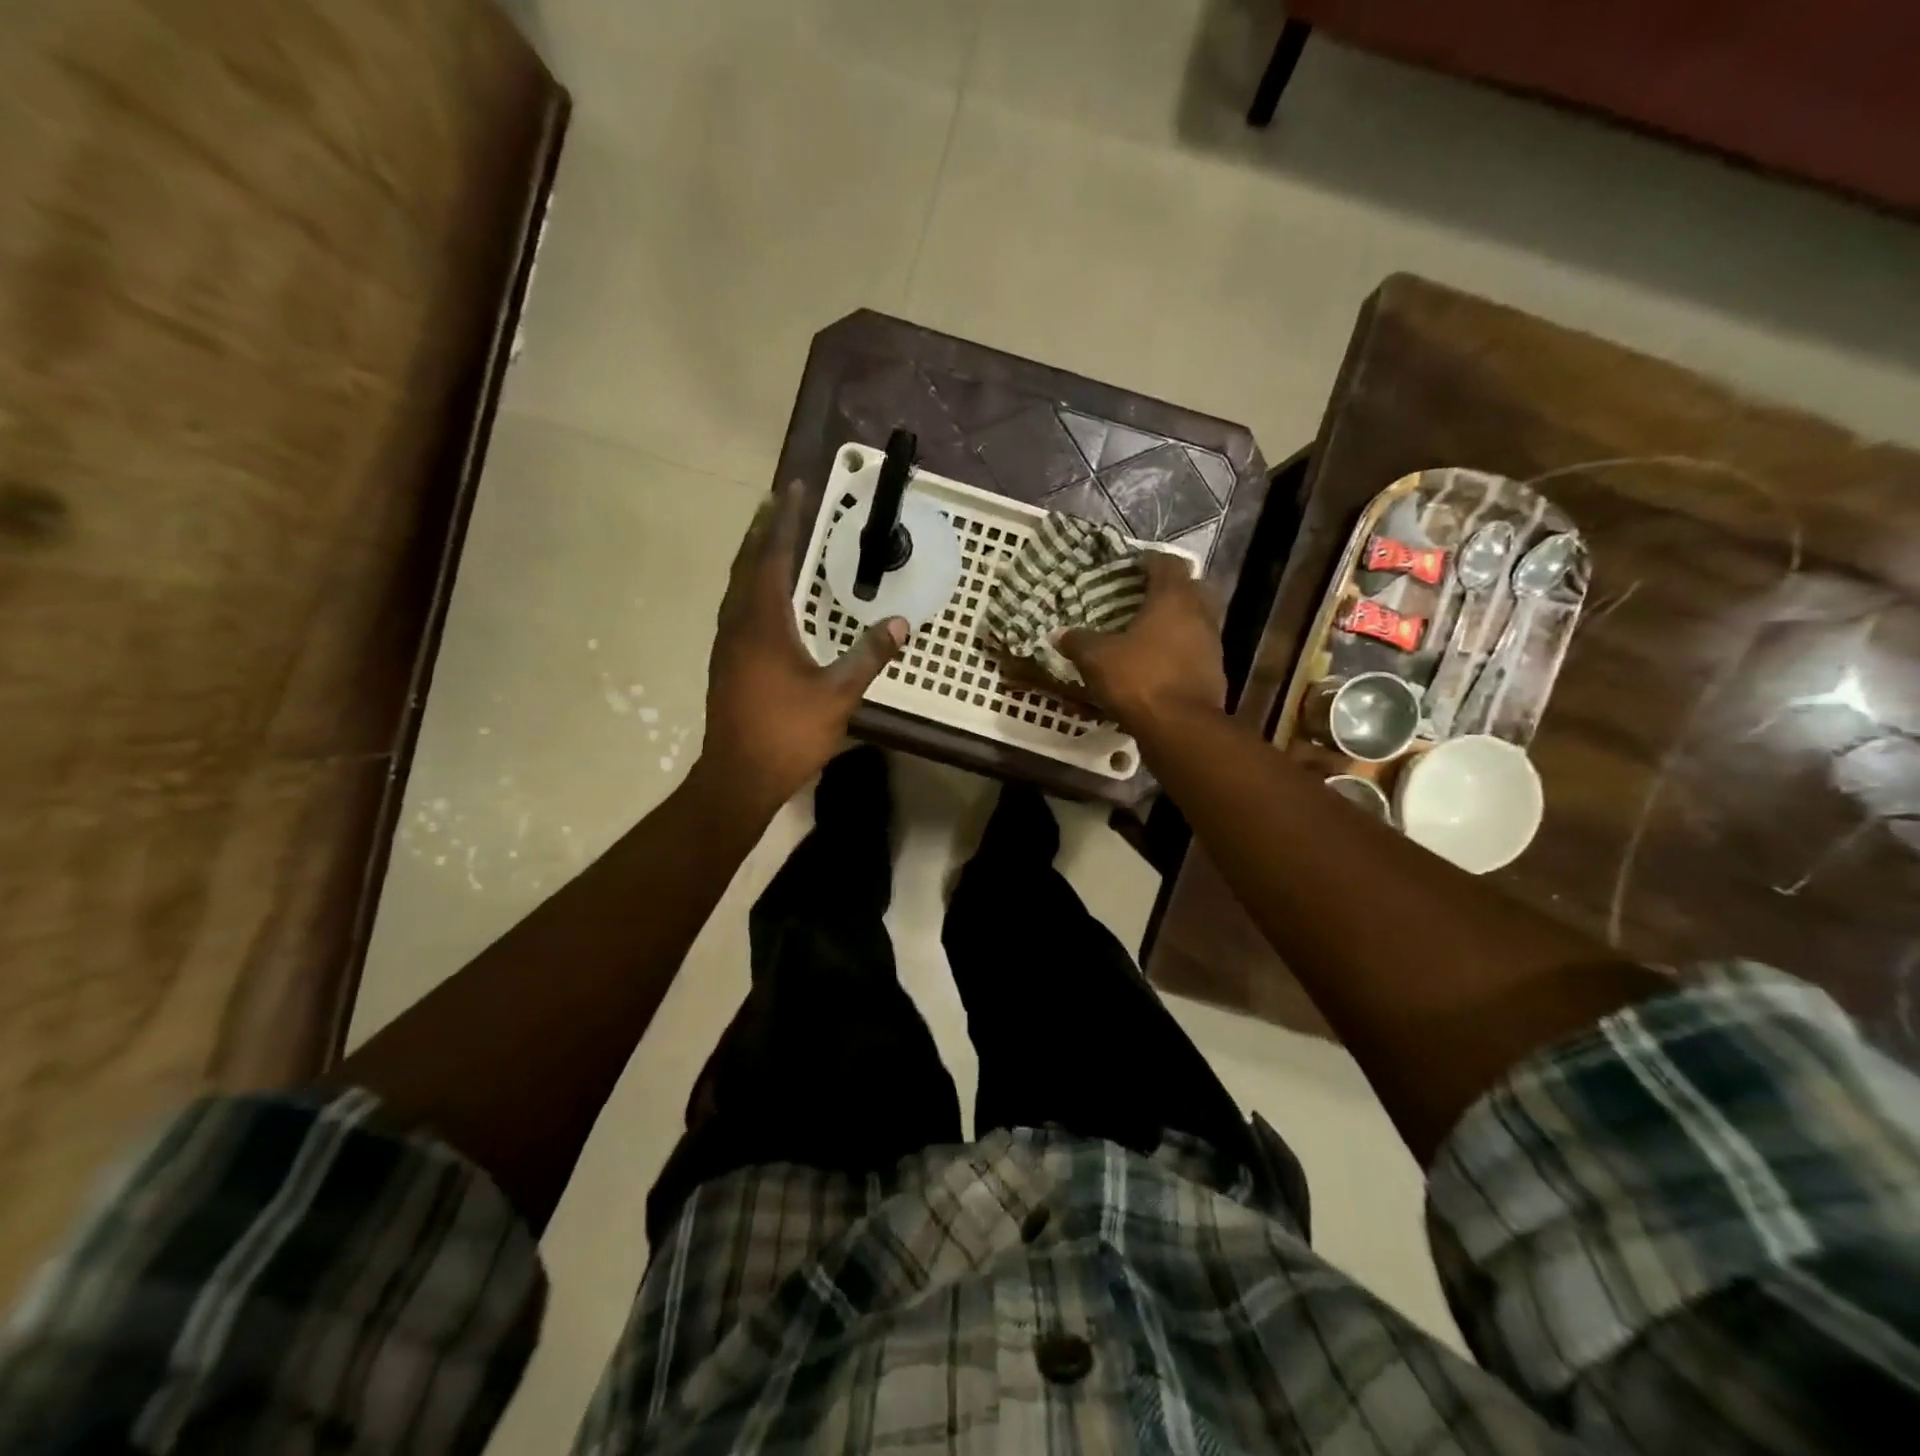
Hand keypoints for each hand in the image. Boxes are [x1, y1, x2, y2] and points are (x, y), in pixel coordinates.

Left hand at [700, 480, 906, 810]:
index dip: (785, 521)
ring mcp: (727, 644)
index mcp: (763, 623)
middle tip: (778, 499)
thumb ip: (869, 656)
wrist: (738, 776)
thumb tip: (900, 623)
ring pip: (737, 585)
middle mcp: (738, 624)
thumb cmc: (788, 733)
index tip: (794, 487)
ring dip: (753, 555)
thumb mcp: (838, 695)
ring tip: (770, 535)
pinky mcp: (725, 662)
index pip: (773, 557)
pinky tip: (765, 596)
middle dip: (763, 528)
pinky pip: (737, 606)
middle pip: (747, 563)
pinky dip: (751, 585)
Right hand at [1056, 553, 1225, 729]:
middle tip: (1141, 597)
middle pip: (1189, 588)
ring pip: (1195, 620)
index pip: (1168, 563)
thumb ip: (1078, 641)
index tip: (1130, 566)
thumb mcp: (1096, 659)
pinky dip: (1179, 649)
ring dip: (1175, 621)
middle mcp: (1199, 614)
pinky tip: (1157, 663)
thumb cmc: (1139, 679)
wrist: (1181, 728)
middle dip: (1168, 589)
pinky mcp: (1214, 673)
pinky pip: (1195, 649)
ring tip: (1146, 632)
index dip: (1148, 561)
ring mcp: (1212, 644)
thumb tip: (1059, 634)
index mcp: (1174, 598)